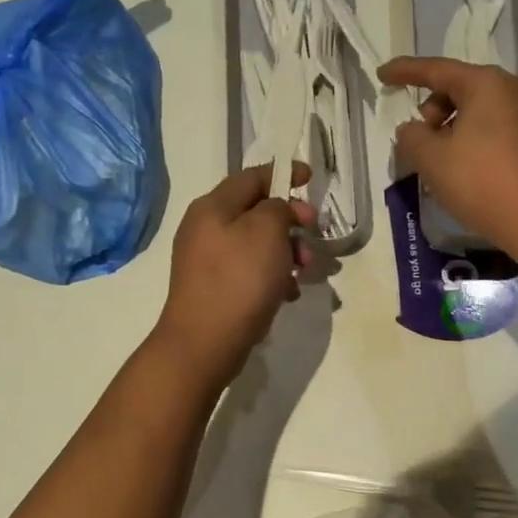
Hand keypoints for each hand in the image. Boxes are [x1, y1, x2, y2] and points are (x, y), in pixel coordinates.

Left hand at [153, 164, 316, 385]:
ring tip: (305, 271)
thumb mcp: (266, 231)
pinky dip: (272, 277)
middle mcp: (205, 229)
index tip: (310, 179)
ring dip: (286, 252)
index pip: (252, 177)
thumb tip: (279, 209)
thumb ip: (278, 208)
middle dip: (290, 222)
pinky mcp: (215, 289)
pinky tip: (287, 294)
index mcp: (213, 207)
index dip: (283, 174)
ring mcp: (207, 261)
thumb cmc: (239, 279)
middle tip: (313, 234)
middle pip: (256, 212)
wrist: (205, 342)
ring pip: (256, 245)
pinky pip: (250, 272)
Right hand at [379, 57, 517, 251]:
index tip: (382, 74)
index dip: (404, 72)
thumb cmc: (480, 179)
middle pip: (455, 91)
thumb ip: (411, 137)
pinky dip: (465, 145)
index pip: (435, 70)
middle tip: (418, 146)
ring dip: (446, 133)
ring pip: (470, 114)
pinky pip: (485, 132)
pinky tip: (457, 174)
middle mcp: (508, 91)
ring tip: (436, 167)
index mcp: (485, 83)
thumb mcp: (431, 157)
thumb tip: (412, 130)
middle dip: (429, 113)